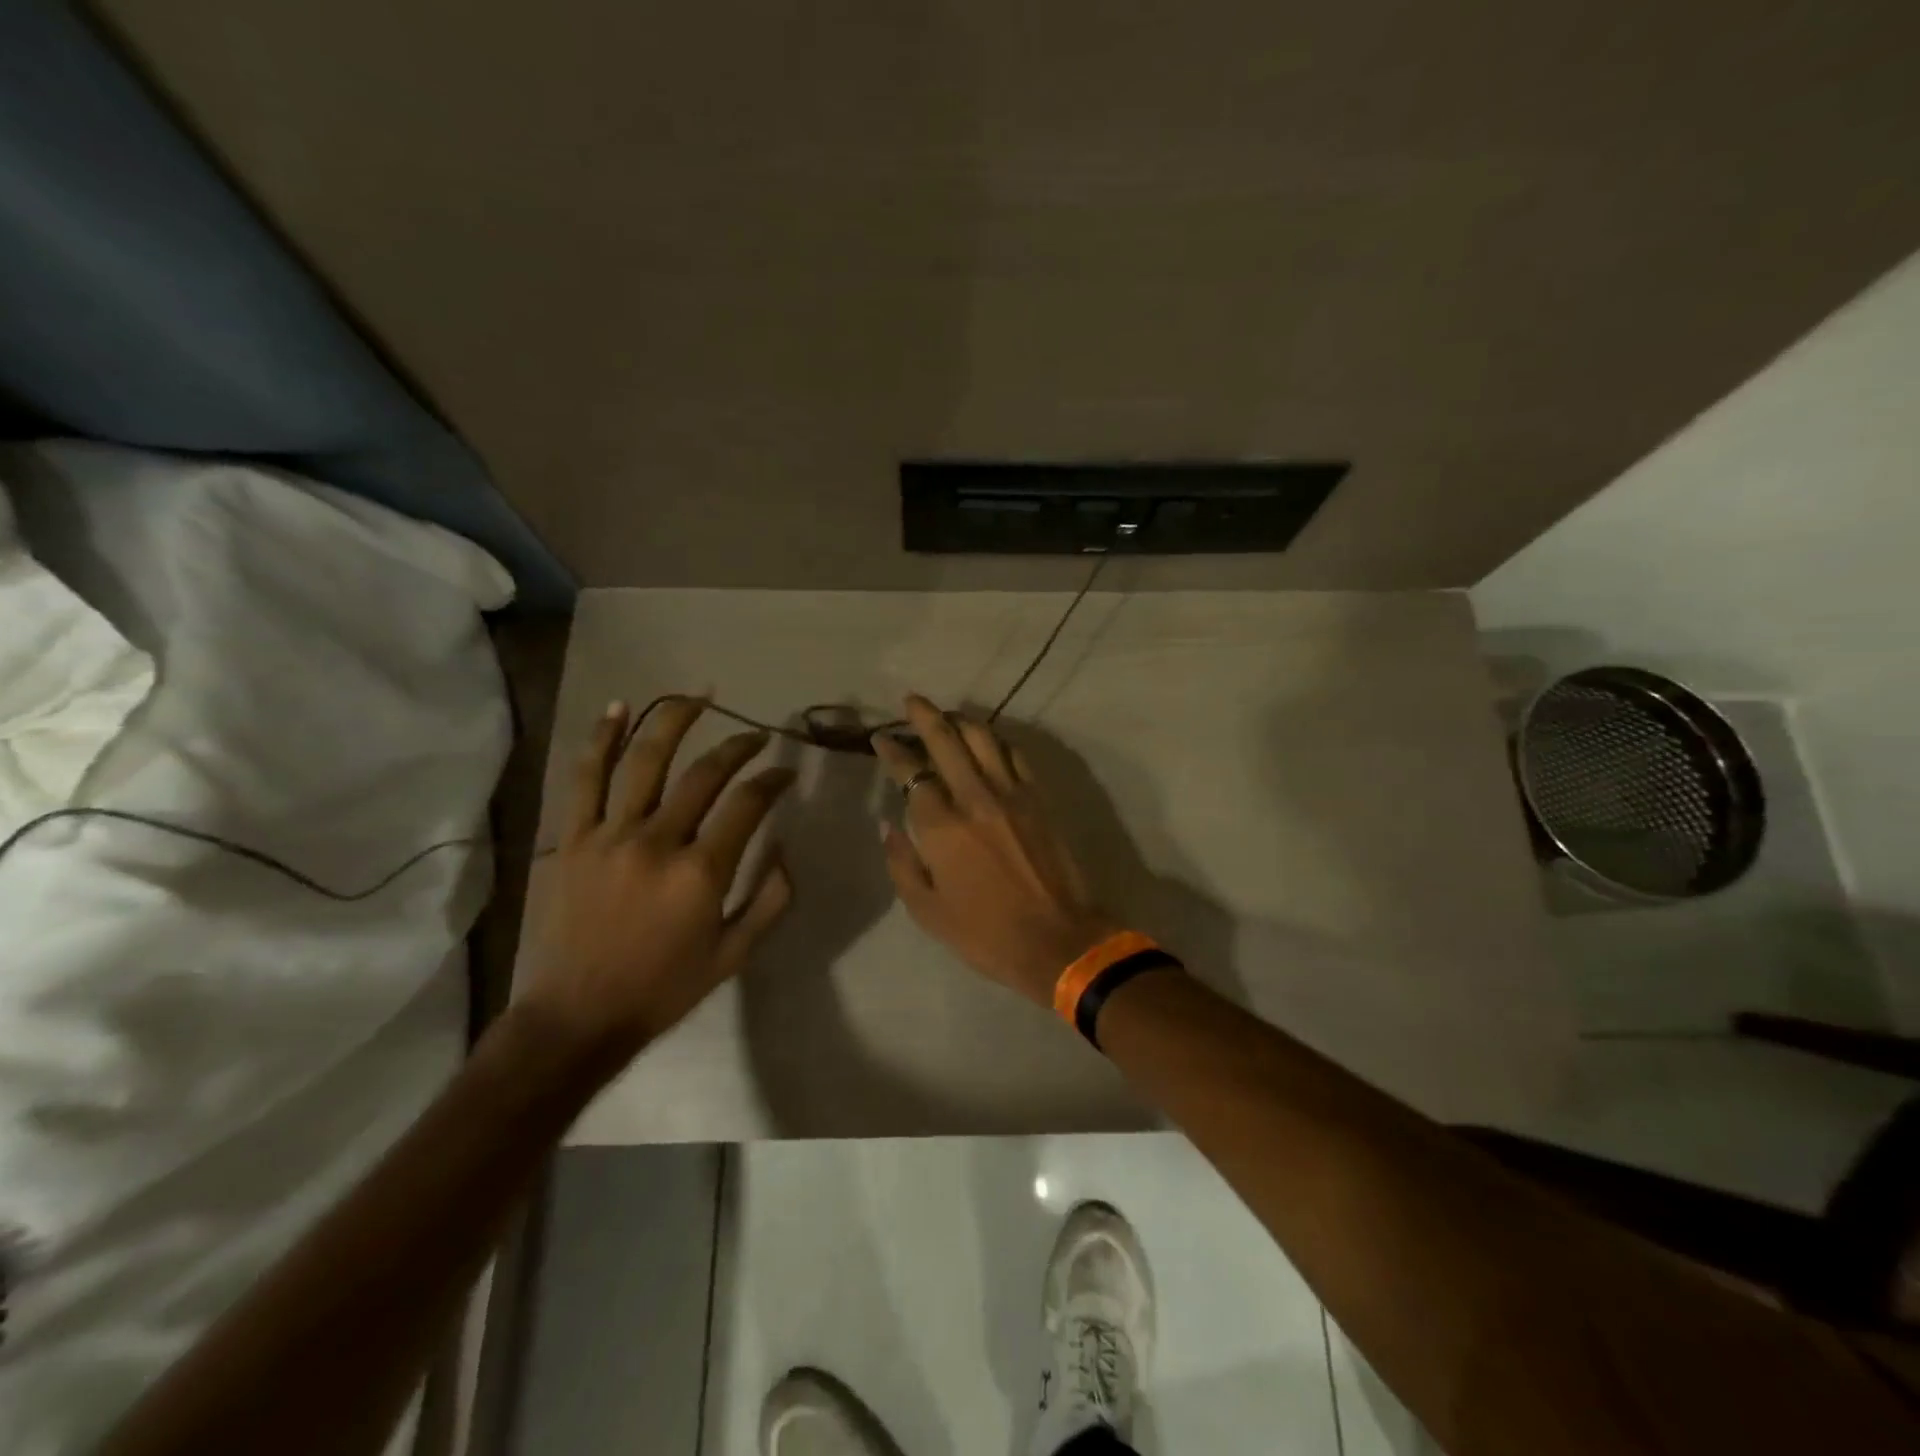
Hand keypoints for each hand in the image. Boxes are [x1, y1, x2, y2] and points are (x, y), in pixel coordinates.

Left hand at [524, 697, 794, 1060]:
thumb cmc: (664, 987)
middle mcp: (658, 842)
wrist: (577, 1016)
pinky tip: (618, 707)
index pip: (748, 804)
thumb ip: (771, 899)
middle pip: (704, 774)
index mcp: (701, 873)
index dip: (772, 780)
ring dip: (674, 720)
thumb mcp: (735, 954)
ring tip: (698, 696)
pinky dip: (600, 739)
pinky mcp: (572, 838)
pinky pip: (585, 778)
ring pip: (645, 761)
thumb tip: (785, 848)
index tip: (784, 771)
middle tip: (755, 735)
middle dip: (737, 746)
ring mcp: (609, 835)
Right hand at [872, 695, 1115, 1006]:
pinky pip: (1015, 756)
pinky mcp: (1039, 799)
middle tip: (912, 701)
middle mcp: (975, 798)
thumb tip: (888, 823)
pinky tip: (989, 741)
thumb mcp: (927, 911)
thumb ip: (902, 862)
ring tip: (948, 715)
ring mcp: (1012, 794)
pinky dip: (997, 742)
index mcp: (942, 827)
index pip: (911, 773)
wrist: (1058, 941)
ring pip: (984, 739)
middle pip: (947, 741)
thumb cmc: (985, 934)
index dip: (893, 751)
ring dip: (962, 721)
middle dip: (925, 716)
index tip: (881, 738)